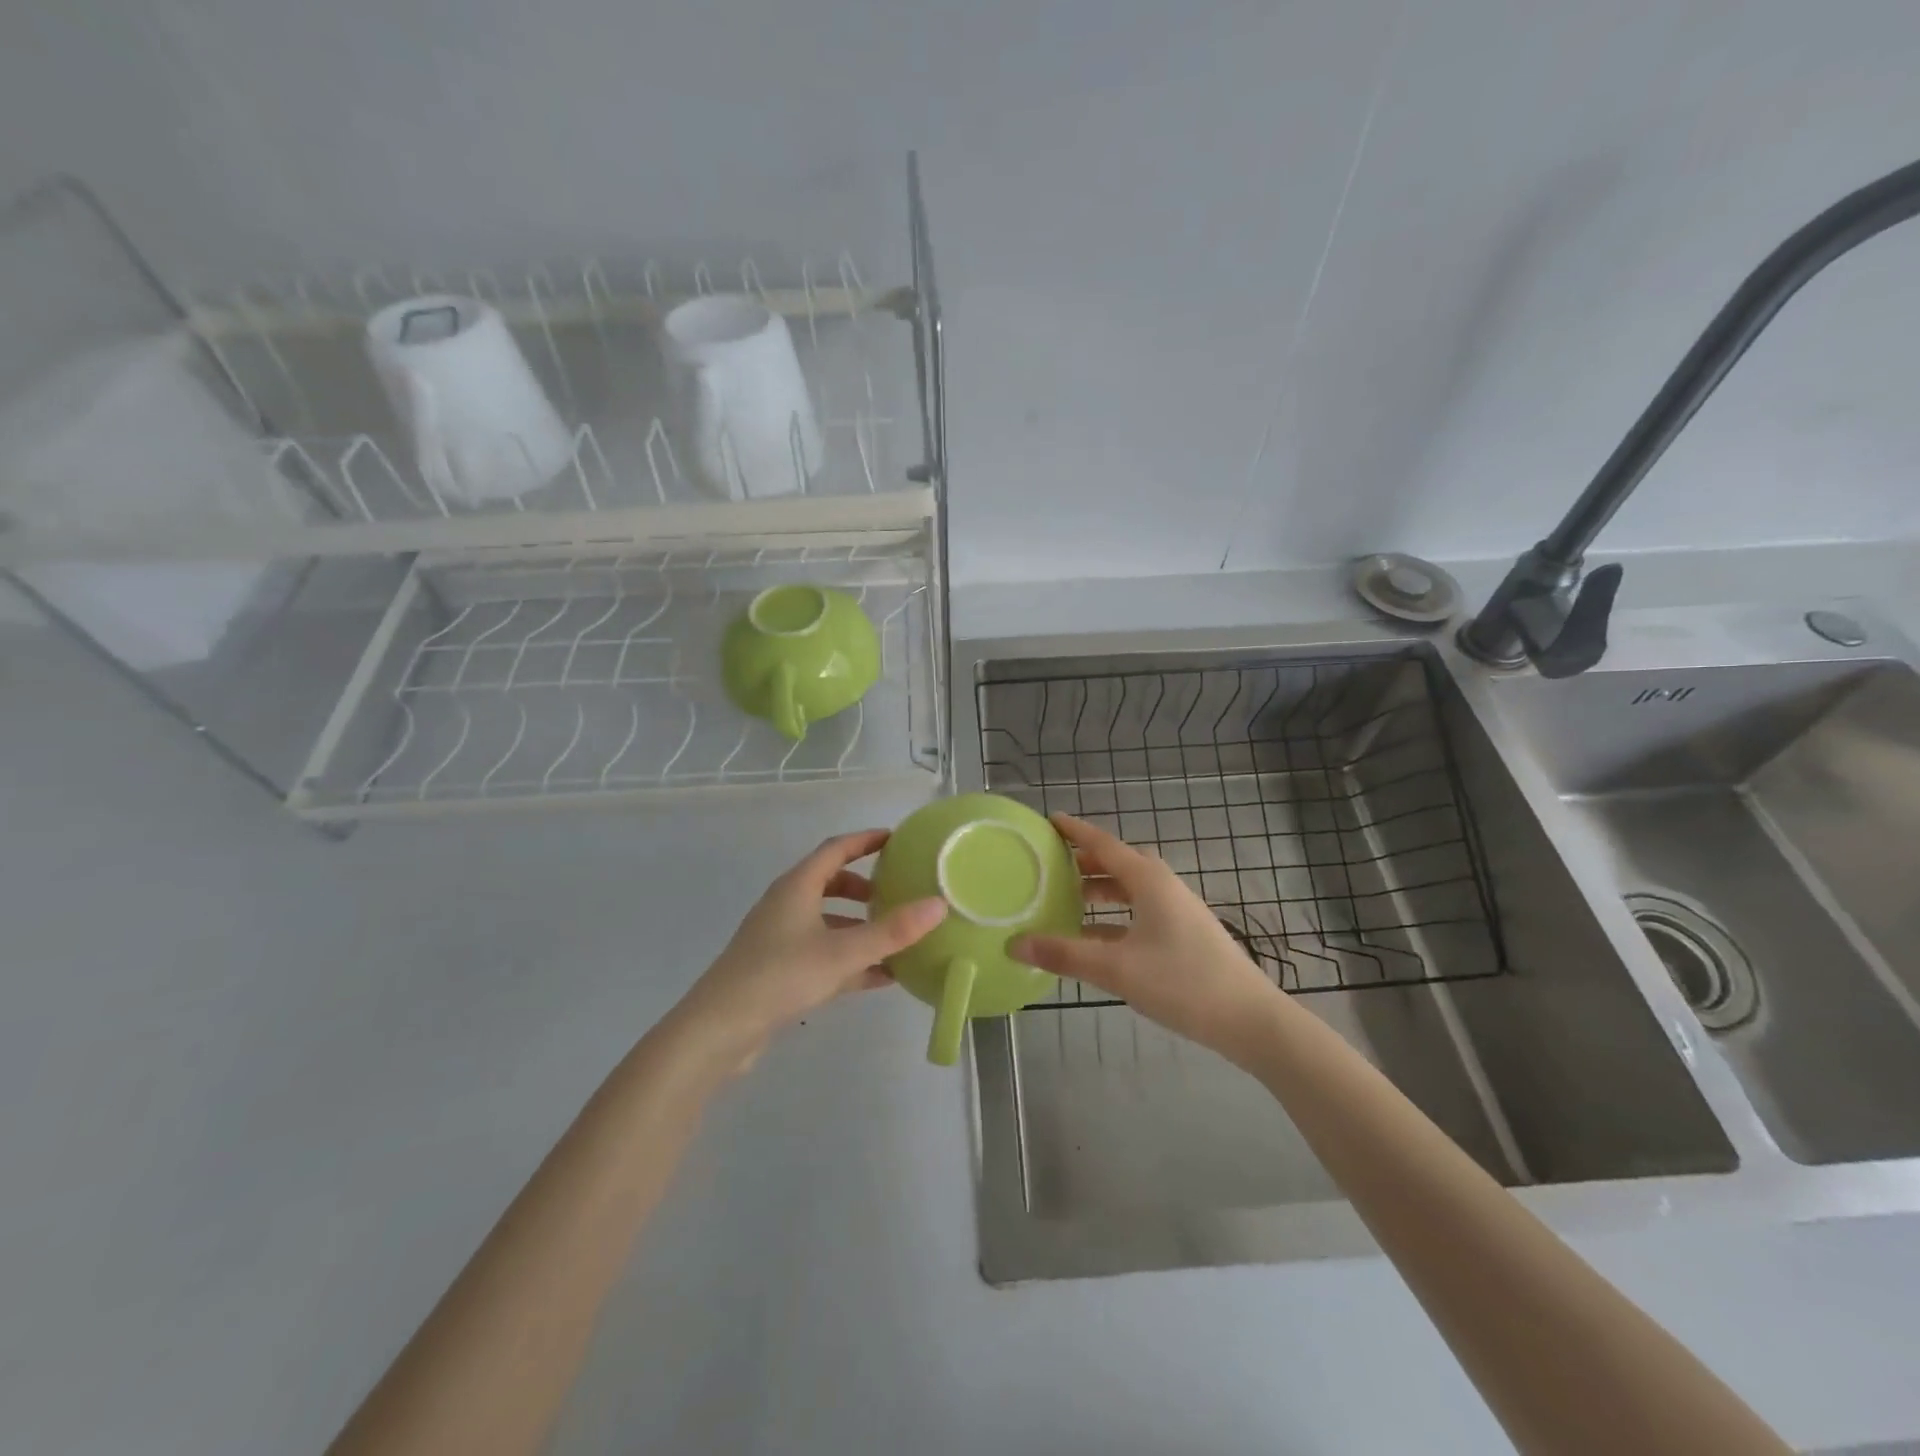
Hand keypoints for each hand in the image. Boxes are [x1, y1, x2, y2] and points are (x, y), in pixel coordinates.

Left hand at [668, 829, 946, 1070]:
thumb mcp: (842, 952)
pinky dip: (851, 959)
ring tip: (895, 937)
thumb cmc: (780, 976)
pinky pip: (824, 954)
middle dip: (865, 886)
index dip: (866, 840)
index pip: (835, 849)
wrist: (719, 1030)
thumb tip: (939, 904)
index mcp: (797, 887)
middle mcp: (787, 905)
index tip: (896, 839)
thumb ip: (891, 931)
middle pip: (830, 883)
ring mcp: (781, 939)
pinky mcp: (780, 970)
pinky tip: (880, 977)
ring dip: (859, 925)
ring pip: (828, 921)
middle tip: (897, 893)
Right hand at [1011, 812, 1280, 1057]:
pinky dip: (1114, 916)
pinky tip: (1095, 938)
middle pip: (1118, 863)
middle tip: (1051, 864)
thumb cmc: (1183, 982)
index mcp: (1149, 881)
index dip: (1075, 831)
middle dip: (1085, 861)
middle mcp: (1163, 887)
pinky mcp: (1184, 935)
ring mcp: (1177, 911)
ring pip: (1130, 889)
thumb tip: (1014, 944)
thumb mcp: (1116, 969)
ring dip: (1100, 890)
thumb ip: (1064, 954)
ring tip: (1068, 899)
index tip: (1049, 820)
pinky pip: (1140, 911)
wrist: (1250, 1020)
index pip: (1103, 845)